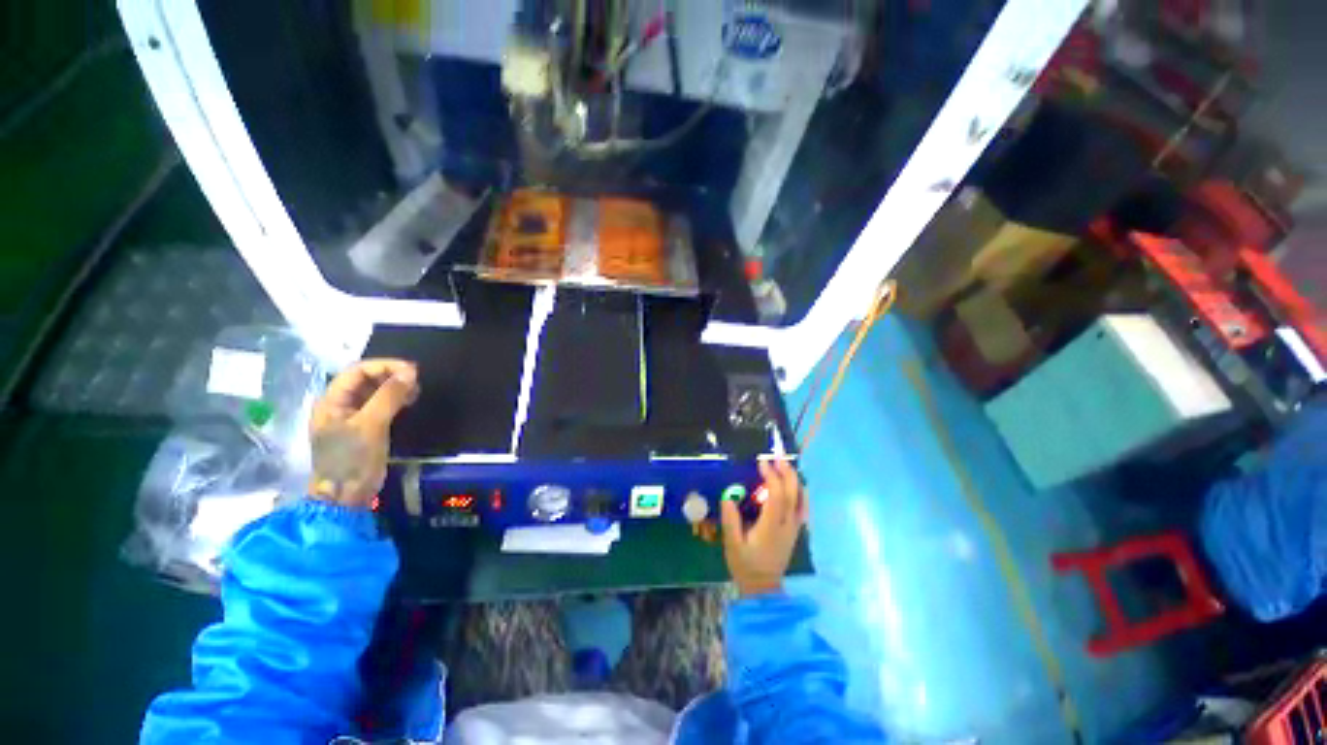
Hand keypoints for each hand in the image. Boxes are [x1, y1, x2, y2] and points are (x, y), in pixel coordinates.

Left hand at [308, 359, 419, 508]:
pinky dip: (395, 400)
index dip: (384, 366)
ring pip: (374, 392)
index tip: (412, 370)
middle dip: (391, 376)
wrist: (346, 496)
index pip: (357, 371)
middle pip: (365, 380)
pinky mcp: (364, 429)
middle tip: (416, 380)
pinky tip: (409, 402)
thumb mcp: (371, 425)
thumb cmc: (352, 459)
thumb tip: (411, 372)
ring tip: (416, 391)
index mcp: (331, 401)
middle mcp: (339, 406)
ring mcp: (351, 418)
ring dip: (395, 387)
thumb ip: (389, 396)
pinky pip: (380, 406)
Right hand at [720, 459, 807, 596]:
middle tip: (777, 456)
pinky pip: (802, 506)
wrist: (763, 589)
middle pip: (793, 493)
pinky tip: (794, 485)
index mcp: (771, 526)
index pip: (777, 495)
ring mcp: (794, 527)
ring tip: (785, 465)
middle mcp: (787, 524)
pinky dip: (800, 491)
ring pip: (802, 499)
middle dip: (787, 472)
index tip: (762, 462)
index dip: (771, 476)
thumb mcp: (732, 544)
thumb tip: (728, 496)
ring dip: (794, 479)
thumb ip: (730, 520)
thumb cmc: (746, 565)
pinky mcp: (795, 530)